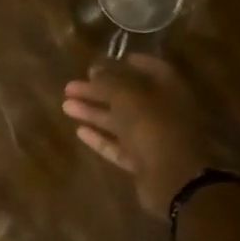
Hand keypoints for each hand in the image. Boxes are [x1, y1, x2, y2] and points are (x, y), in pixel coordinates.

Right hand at [62, 56, 210, 216]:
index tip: (104, 60)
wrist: (173, 180)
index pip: (152, 69)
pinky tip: (79, 131)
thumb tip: (95, 68)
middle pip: (128, 97)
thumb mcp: (128, 97)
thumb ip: (110, 81)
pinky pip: (118, 145)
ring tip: (66, 106)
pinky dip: (100, 138)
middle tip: (70, 86)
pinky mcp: (143, 161)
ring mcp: (154, 139)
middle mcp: (163, 112)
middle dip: (99, 90)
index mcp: (169, 91)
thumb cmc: (154, 128)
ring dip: (94, 112)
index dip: (128, 63)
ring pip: (120, 121)